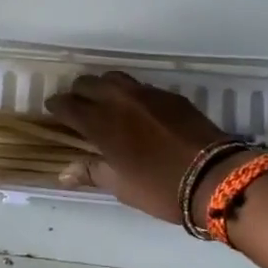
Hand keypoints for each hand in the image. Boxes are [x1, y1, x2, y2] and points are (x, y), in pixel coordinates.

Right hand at [45, 72, 232, 224]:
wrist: (214, 176)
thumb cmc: (160, 188)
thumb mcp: (121, 186)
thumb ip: (92, 172)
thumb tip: (64, 172)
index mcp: (101, 123)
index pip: (69, 104)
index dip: (57, 106)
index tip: (53, 110)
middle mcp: (119, 100)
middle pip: (89, 84)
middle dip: (78, 93)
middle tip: (77, 107)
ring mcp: (147, 94)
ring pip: (115, 79)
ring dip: (103, 87)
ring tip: (104, 102)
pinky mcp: (170, 95)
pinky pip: (140, 86)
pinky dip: (130, 94)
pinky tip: (136, 110)